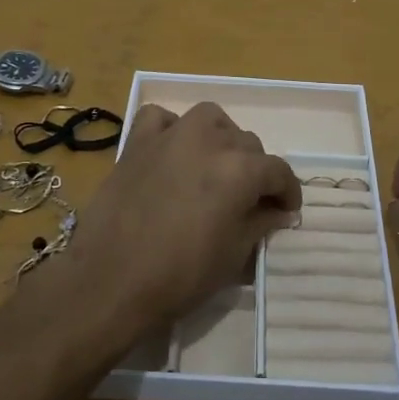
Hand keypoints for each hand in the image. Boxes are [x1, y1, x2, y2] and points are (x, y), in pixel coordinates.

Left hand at [66, 102, 301, 339]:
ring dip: (220, 138)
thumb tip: (277, 211)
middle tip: (248, 200)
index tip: (285, 211)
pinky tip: (173, 151)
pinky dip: (172, 128)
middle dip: (255, 170)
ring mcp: (170, 136)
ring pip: (210, 119)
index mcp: (240, 169)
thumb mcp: (233, 256)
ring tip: (216, 166)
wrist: (110, 281)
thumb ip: (260, 224)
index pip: (278, 171)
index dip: (287, 192)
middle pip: (247, 144)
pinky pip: (160, 118)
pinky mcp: (137, 142)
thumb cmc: (180, 276)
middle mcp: (209, 141)